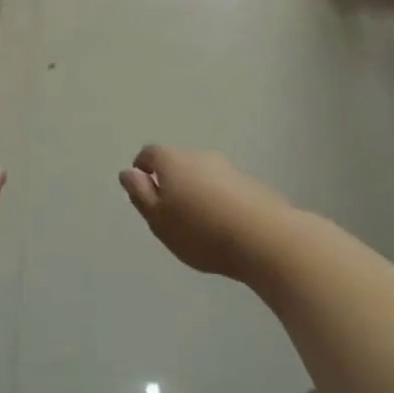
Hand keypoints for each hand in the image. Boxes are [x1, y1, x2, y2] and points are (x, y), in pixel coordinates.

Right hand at [119, 146, 298, 281]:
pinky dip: (220, 201)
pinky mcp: (254, 186)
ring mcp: (230, 169)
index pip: (150, 153)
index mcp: (173, 161)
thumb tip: (128, 172)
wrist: (265, 239)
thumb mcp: (158, 218)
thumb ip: (140, 194)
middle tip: (169, 211)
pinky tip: (225, 227)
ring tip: (199, 223)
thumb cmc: (200, 230)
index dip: (142, 168)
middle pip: (179, 163)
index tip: (142, 188)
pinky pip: (227, 189)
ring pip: (204, 176)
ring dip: (197, 191)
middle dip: (171, 181)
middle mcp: (201, 156)